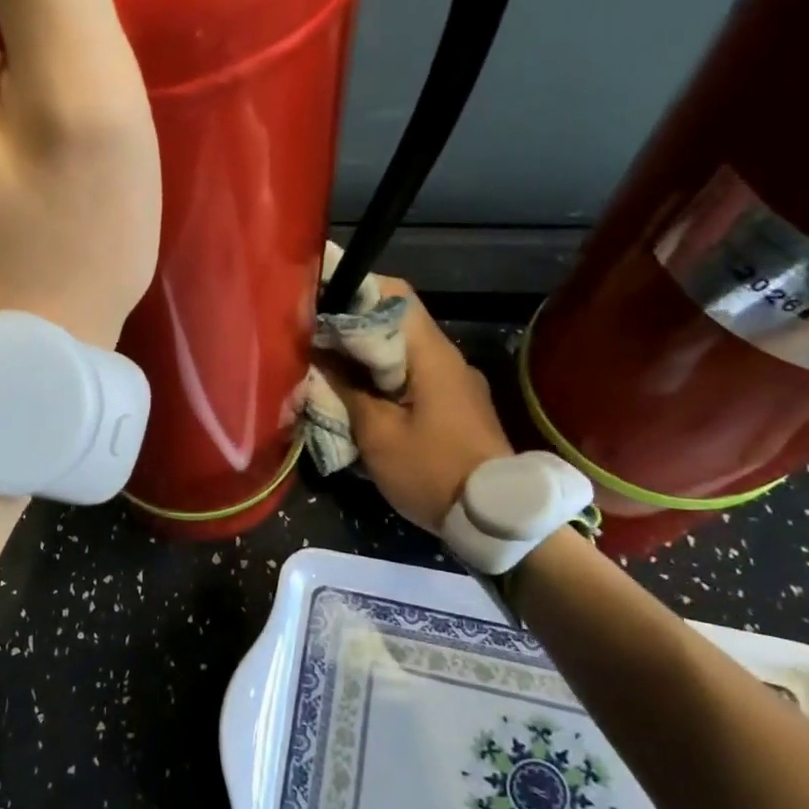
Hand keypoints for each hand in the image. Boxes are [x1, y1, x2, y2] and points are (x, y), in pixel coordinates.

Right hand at [318, 280, 514, 532]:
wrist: (497, 518)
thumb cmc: (432, 471)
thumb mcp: (377, 434)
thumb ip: (345, 390)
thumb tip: (318, 358)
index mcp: (430, 354)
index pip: (393, 294)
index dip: (353, 290)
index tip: (316, 304)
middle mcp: (446, 357)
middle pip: (395, 321)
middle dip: (351, 327)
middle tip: (311, 341)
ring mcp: (455, 381)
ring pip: (402, 350)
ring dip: (365, 355)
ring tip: (326, 368)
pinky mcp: (455, 404)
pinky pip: (413, 375)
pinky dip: (382, 377)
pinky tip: (357, 397)